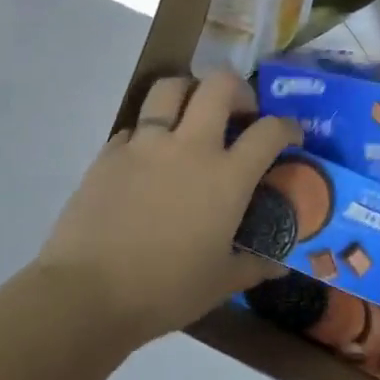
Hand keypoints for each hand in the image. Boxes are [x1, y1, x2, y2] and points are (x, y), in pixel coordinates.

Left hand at [34, 72, 299, 343]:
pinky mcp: (109, 153)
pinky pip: (134, 125)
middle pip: (219, 85)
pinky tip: (148, 157)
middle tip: (239, 111)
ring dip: (188, 92)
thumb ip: (254, 266)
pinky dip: (148, 131)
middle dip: (237, 89)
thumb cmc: (166, 290)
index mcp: (227, 177)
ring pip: (170, 88)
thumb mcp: (221, 283)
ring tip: (191, 114)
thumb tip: (280, 266)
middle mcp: (190, 147)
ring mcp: (146, 145)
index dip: (287, 126)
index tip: (291, 135)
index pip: (269, 131)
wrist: (88, 294)